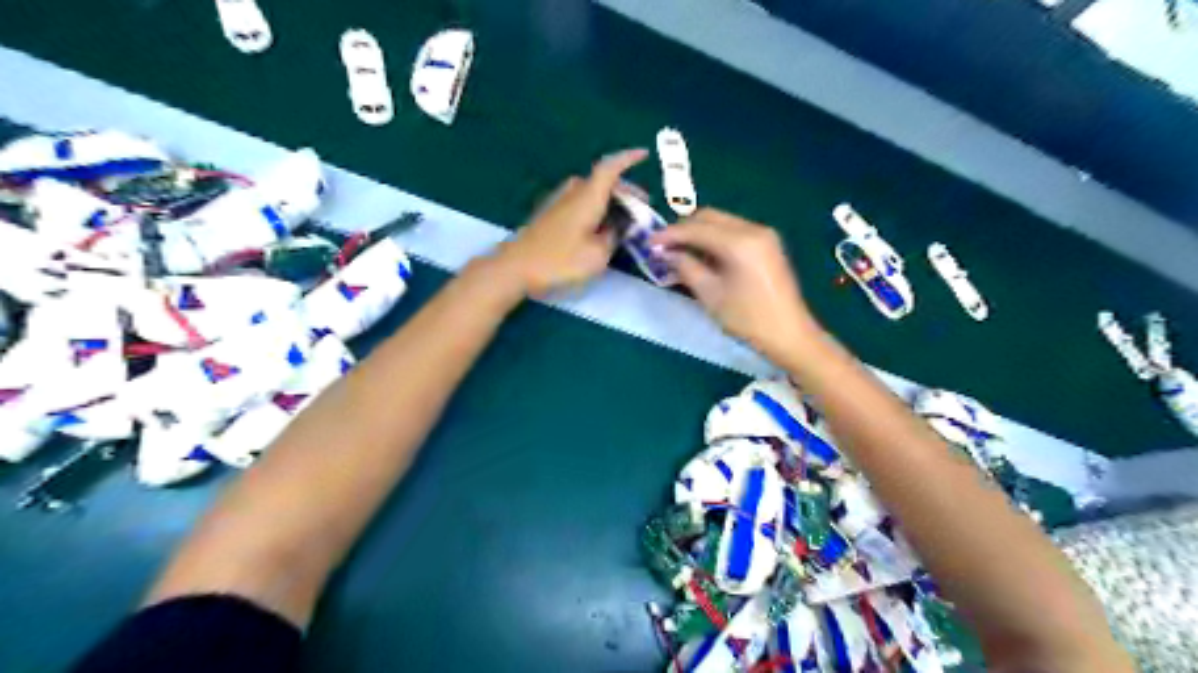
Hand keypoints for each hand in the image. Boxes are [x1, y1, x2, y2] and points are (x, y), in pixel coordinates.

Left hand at [494, 150, 651, 296]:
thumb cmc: (559, 260)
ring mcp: (559, 203)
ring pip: (591, 192)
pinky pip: (580, 202)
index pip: (611, 168)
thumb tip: (615, 229)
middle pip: (603, 181)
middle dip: (625, 191)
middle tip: (641, 207)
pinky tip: (599, 226)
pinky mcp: (550, 215)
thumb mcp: (597, 256)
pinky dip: (595, 207)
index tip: (644, 154)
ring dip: (610, 200)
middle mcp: (573, 193)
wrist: (515, 267)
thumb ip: (612, 239)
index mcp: (588, 197)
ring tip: (623, 218)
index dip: (628, 158)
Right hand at [653, 207, 818, 358]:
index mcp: (740, 242)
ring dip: (699, 233)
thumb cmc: (748, 319)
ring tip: (681, 254)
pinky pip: (734, 231)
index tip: (649, 242)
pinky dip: (715, 239)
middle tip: (663, 247)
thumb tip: (666, 252)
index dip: (670, 234)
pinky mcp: (767, 243)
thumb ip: (686, 267)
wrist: (790, 334)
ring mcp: (763, 235)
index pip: (696, 228)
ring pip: (721, 222)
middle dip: (684, 229)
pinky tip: (704, 257)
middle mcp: (753, 229)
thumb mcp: (710, 295)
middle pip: (709, 217)